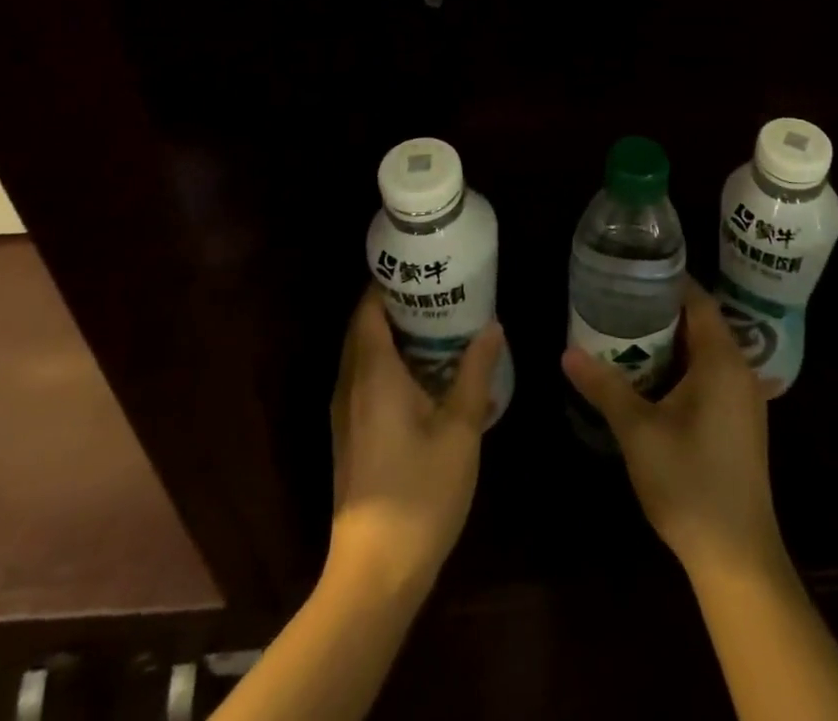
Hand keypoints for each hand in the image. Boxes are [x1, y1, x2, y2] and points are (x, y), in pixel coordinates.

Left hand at [328, 288, 504, 593]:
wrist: (375, 572)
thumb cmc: (420, 492)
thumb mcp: (460, 428)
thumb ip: (475, 372)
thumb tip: (492, 326)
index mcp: (373, 374)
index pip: (368, 310)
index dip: (388, 283)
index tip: (419, 266)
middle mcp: (350, 386)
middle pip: (362, 328)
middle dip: (394, 304)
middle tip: (437, 288)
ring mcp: (345, 413)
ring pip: (362, 355)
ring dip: (391, 334)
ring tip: (436, 321)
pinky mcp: (349, 435)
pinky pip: (364, 379)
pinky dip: (387, 361)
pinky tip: (423, 371)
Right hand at [562, 278, 785, 579]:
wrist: (737, 556)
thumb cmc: (688, 483)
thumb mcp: (638, 432)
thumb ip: (605, 386)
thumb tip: (568, 352)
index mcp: (722, 360)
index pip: (698, 300)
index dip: (669, 282)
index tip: (634, 271)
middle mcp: (741, 370)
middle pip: (703, 323)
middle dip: (664, 311)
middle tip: (622, 301)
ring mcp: (745, 398)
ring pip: (708, 351)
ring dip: (675, 340)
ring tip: (630, 332)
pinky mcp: (742, 422)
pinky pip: (714, 374)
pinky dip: (686, 365)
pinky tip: (655, 377)